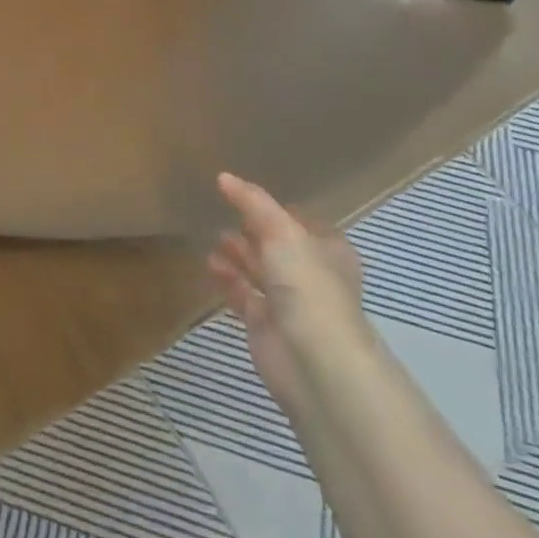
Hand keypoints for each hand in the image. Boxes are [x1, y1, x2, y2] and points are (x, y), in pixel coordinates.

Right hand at [208, 173, 365, 412]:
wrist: (313, 360)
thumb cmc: (308, 286)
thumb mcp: (281, 231)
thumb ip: (252, 202)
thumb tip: (224, 176)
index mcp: (328, 251)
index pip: (302, 223)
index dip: (278, 210)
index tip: (248, 197)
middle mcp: (311, 275)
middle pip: (278, 247)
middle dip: (253, 232)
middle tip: (226, 214)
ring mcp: (289, 302)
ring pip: (260, 270)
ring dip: (238, 254)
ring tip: (214, 238)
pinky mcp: (266, 325)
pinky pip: (243, 295)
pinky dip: (228, 279)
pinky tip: (210, 265)